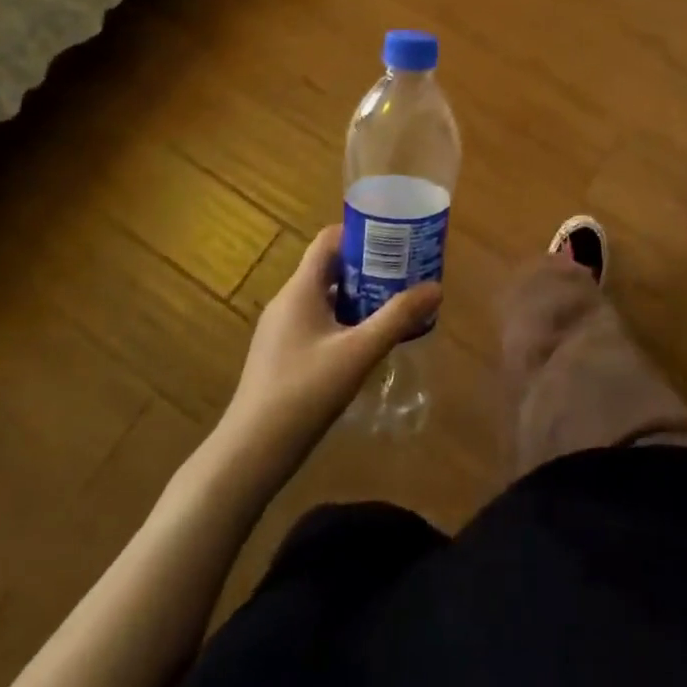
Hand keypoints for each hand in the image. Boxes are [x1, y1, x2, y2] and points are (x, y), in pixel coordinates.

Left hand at [222, 225, 440, 472]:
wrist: (251, 453)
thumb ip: (398, 318)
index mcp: (300, 290)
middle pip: (331, 268)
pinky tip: (367, 343)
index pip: (329, 240)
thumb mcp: (359, 352)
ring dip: (359, 296)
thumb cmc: (304, 392)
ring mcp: (281, 330)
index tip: (395, 239)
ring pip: (326, 297)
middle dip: (369, 266)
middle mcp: (288, 302)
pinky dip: (345, 321)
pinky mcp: (282, 355)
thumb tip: (436, 287)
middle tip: (405, 272)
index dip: (361, 233)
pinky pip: (318, 322)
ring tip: (395, 304)